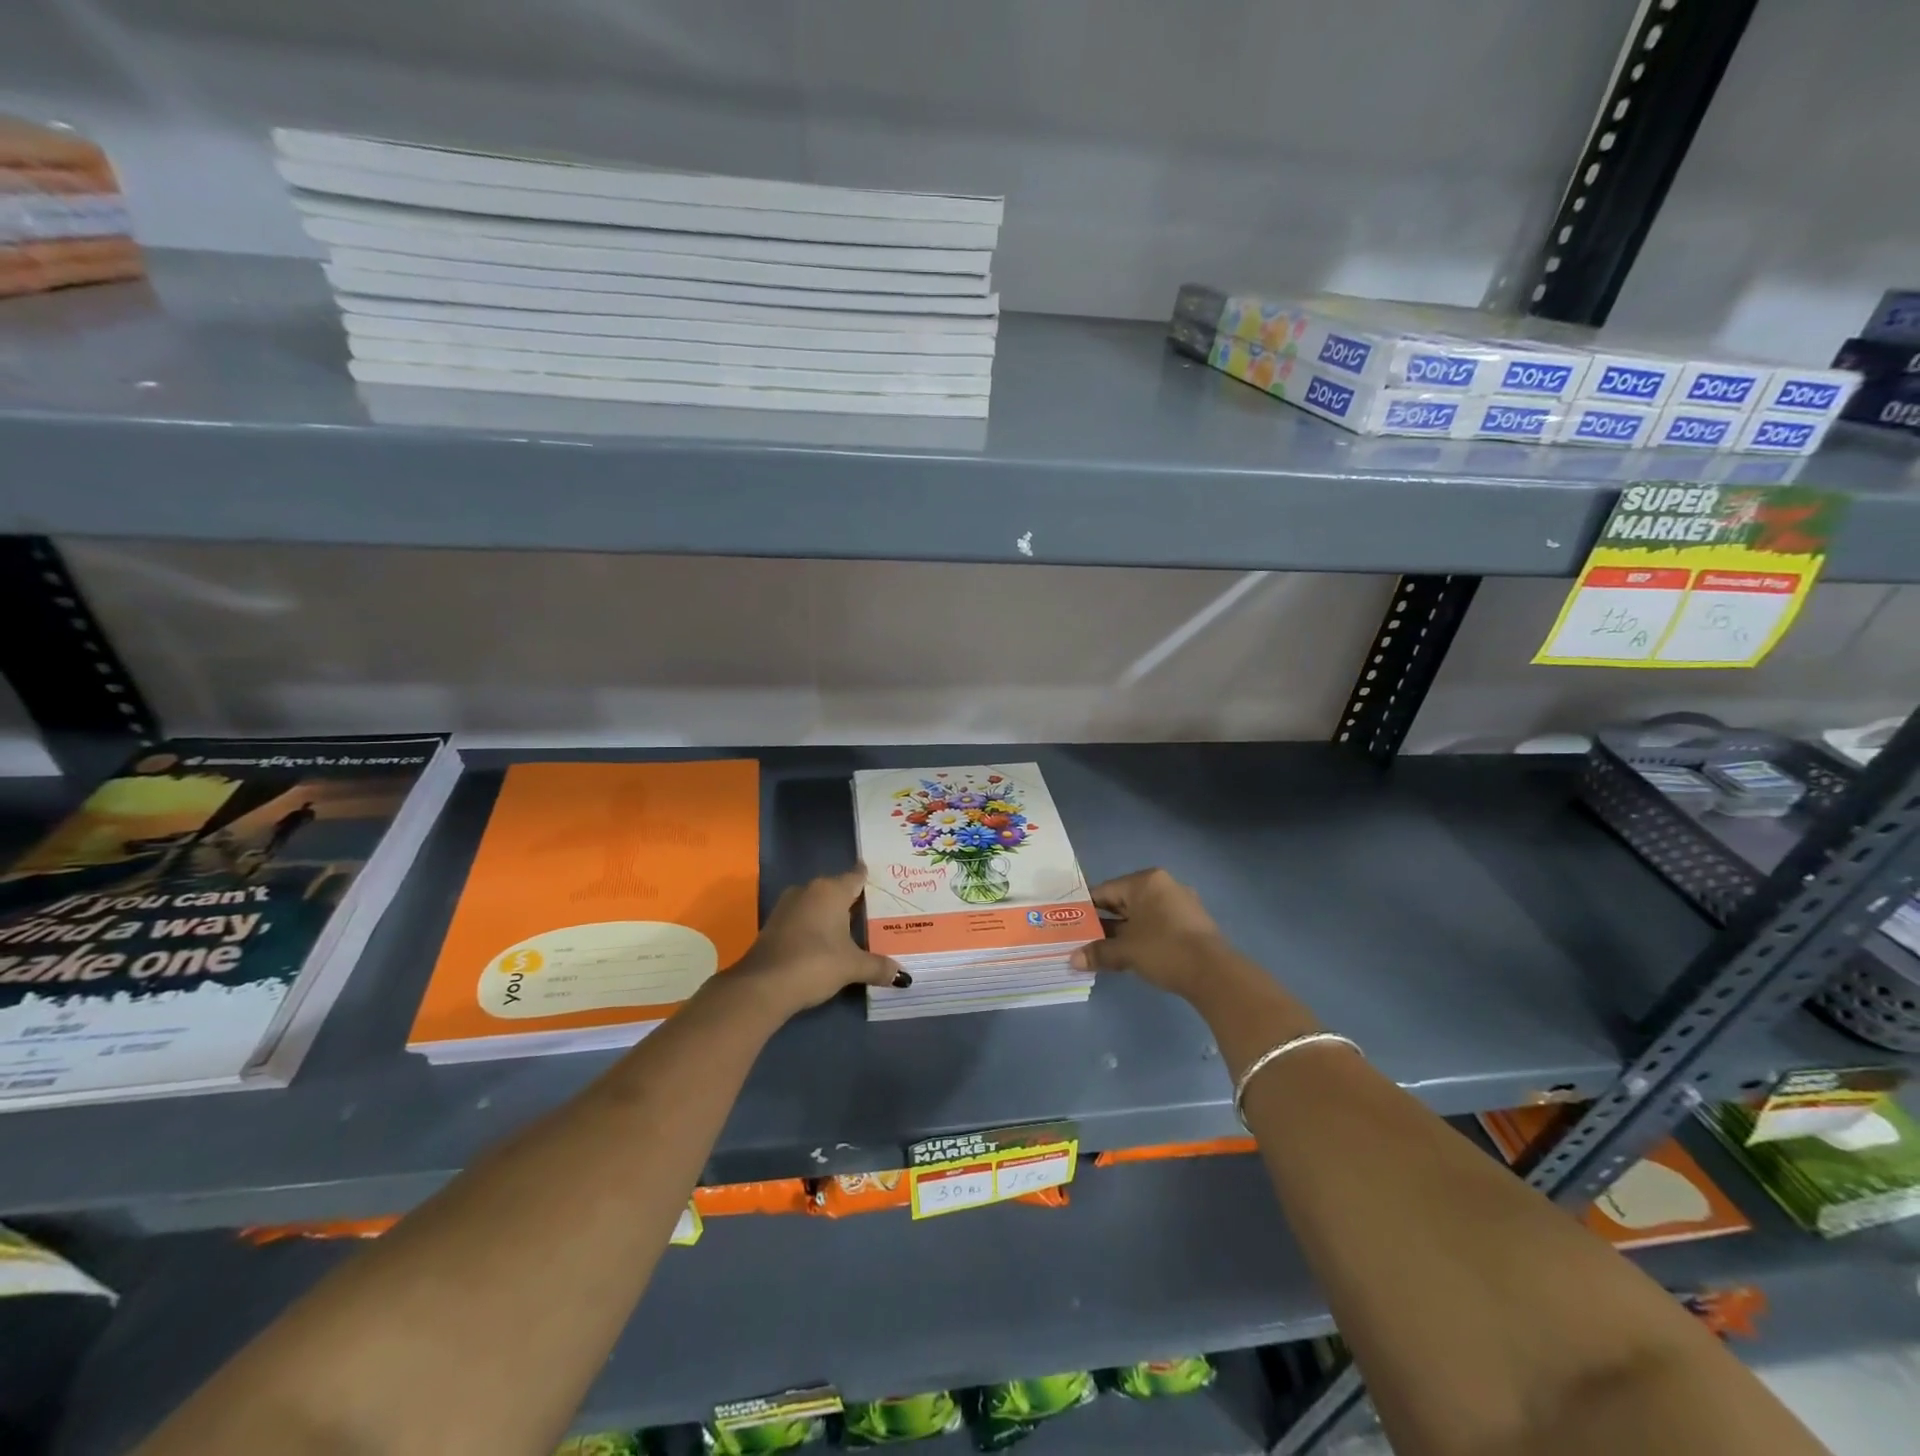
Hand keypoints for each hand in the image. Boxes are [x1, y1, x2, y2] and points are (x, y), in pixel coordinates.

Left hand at [731, 866, 905, 1017]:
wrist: (763, 986)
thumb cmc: (815, 963)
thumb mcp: (852, 966)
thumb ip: (878, 967)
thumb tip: (904, 977)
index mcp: (831, 890)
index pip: (856, 876)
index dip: (870, 880)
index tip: (884, 884)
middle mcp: (809, 890)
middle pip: (837, 889)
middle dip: (853, 901)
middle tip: (876, 913)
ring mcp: (788, 906)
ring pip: (818, 903)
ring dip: (832, 915)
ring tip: (854, 929)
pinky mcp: (774, 924)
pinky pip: (804, 917)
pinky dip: (816, 926)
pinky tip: (827, 942)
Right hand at [1069, 867, 1226, 998]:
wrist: (1214, 973)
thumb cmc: (1163, 949)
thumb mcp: (1125, 951)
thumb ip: (1098, 952)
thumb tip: (1073, 959)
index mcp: (1145, 881)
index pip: (1105, 890)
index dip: (1085, 909)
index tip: (1071, 924)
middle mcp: (1163, 886)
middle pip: (1123, 902)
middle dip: (1103, 922)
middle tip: (1082, 939)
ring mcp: (1180, 904)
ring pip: (1140, 915)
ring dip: (1121, 932)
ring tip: (1102, 950)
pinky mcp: (1190, 923)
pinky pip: (1156, 924)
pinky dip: (1141, 937)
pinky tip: (1129, 955)